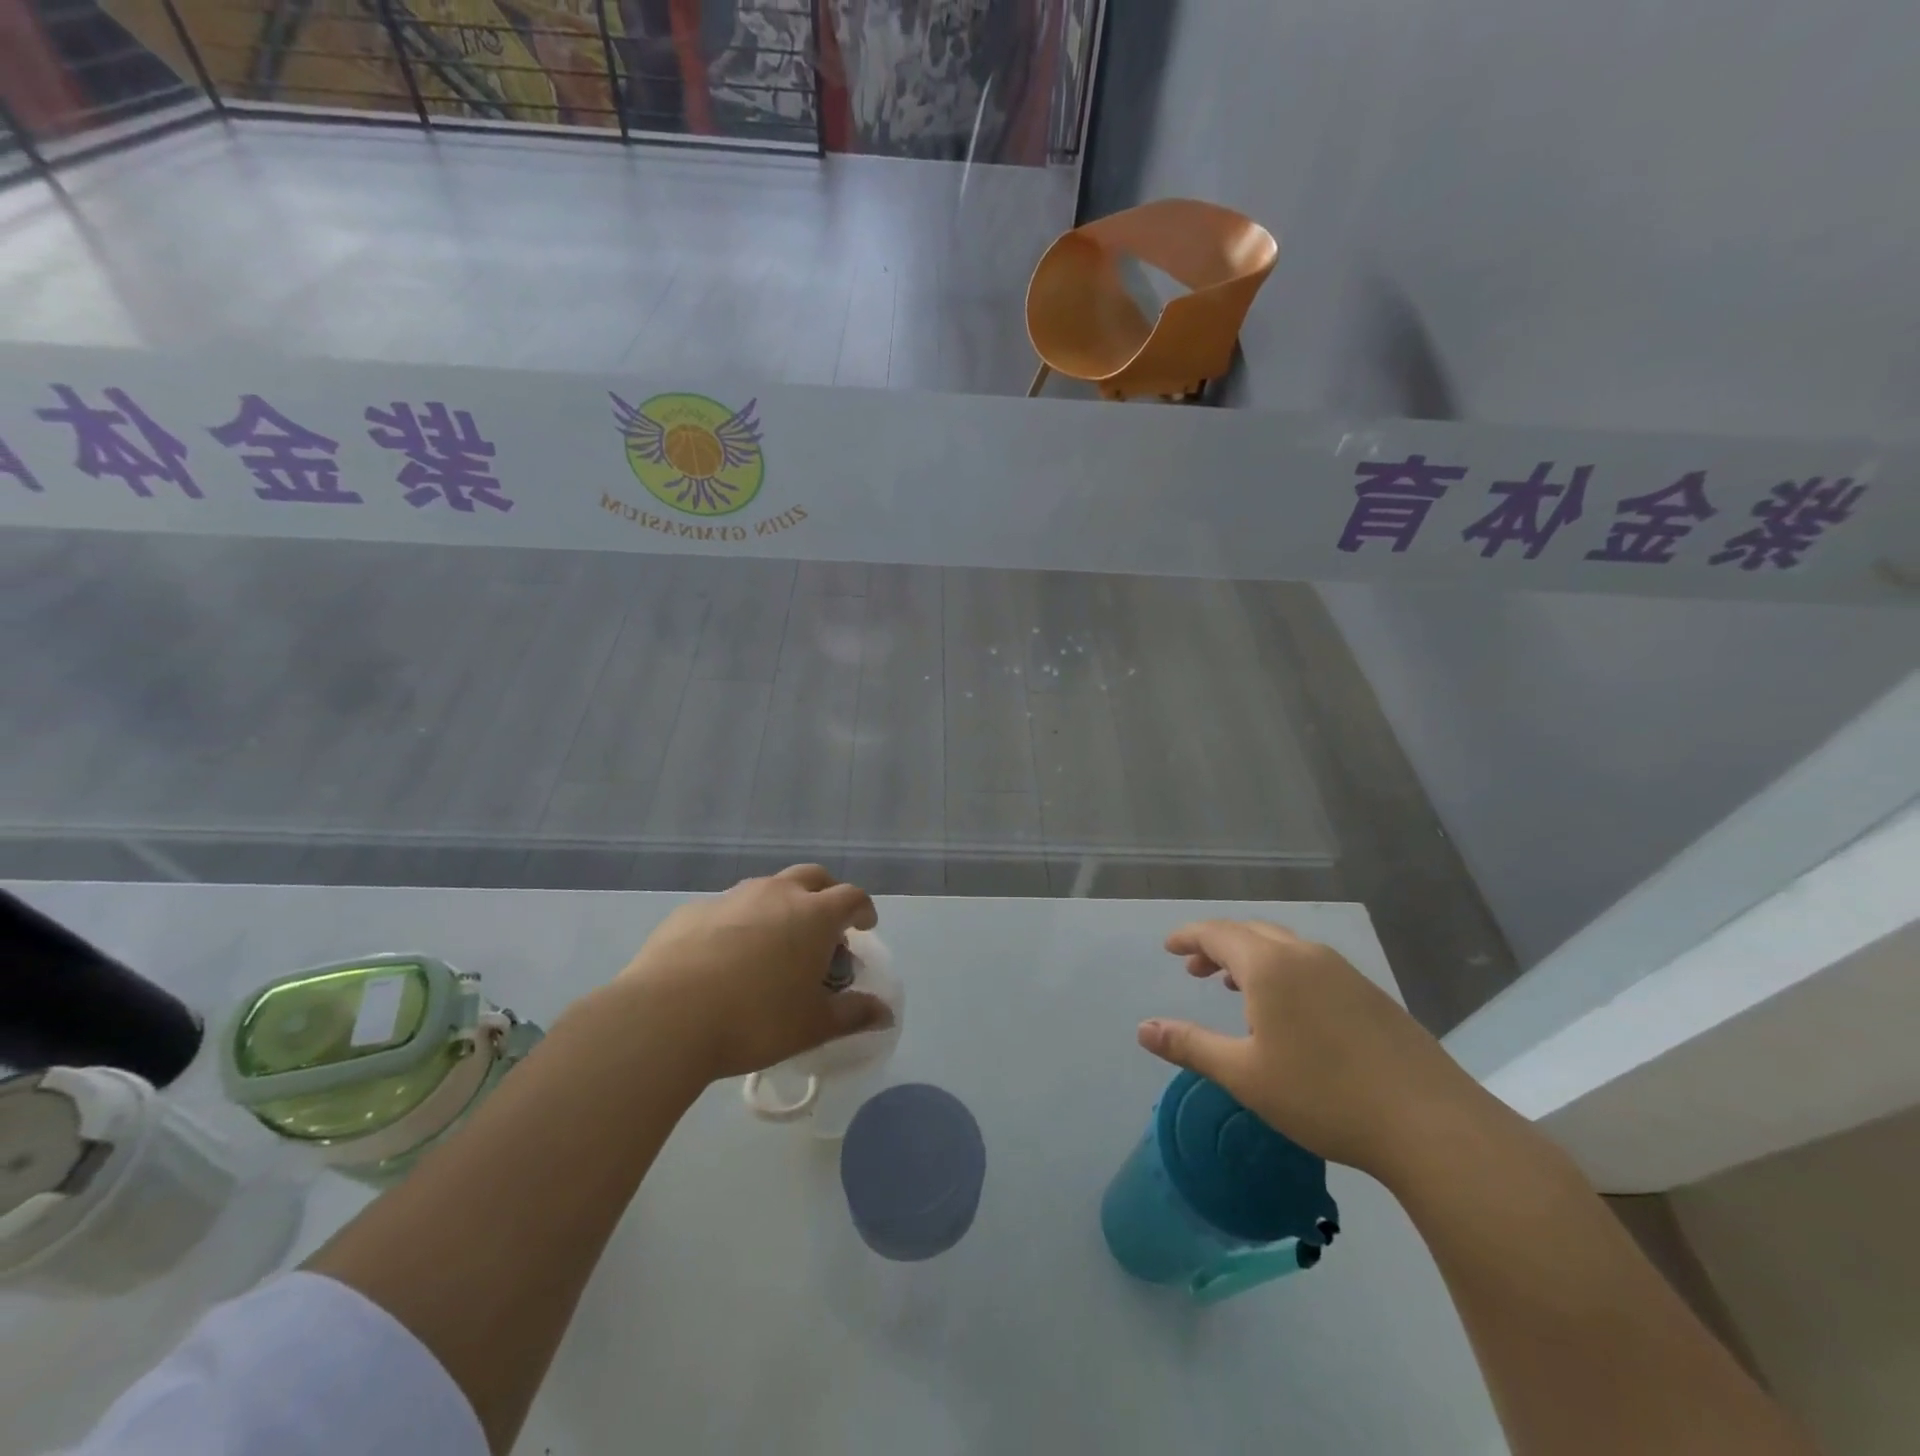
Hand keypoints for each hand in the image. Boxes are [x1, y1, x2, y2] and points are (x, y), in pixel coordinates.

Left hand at [617, 865, 889, 1082]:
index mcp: (813, 915)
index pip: (851, 897)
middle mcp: (776, 893)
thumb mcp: (812, 1025)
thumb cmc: (755, 1020)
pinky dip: (738, 922)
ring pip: (767, 888)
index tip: (863, 927)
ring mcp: (731, 898)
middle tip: (824, 926)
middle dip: (825, 894)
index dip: (863, 910)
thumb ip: (853, 1015)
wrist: (666, 1017)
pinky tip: (724, 957)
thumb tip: (885, 1013)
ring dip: (780, 905)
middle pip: (812, 876)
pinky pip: (726, 908)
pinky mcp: (692, 911)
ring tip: (774, 943)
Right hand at [1138, 919, 1489, 1179]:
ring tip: (1234, 986)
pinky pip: (1311, 964)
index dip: (1188, 936)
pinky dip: (1283, 971)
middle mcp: (1305, 956)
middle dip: (1217, 945)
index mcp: (1270, 966)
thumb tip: (1142, 1029)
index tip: (1168, 947)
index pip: (1217, 933)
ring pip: (1284, 947)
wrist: (1430, 1125)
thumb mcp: (1244, 1075)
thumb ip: (1190, 1046)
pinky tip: (1288, 1010)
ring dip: (1251, 957)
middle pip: (1251, 932)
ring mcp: (1343, 972)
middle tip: (1195, 968)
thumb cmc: (1324, 1096)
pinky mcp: (1370, 994)